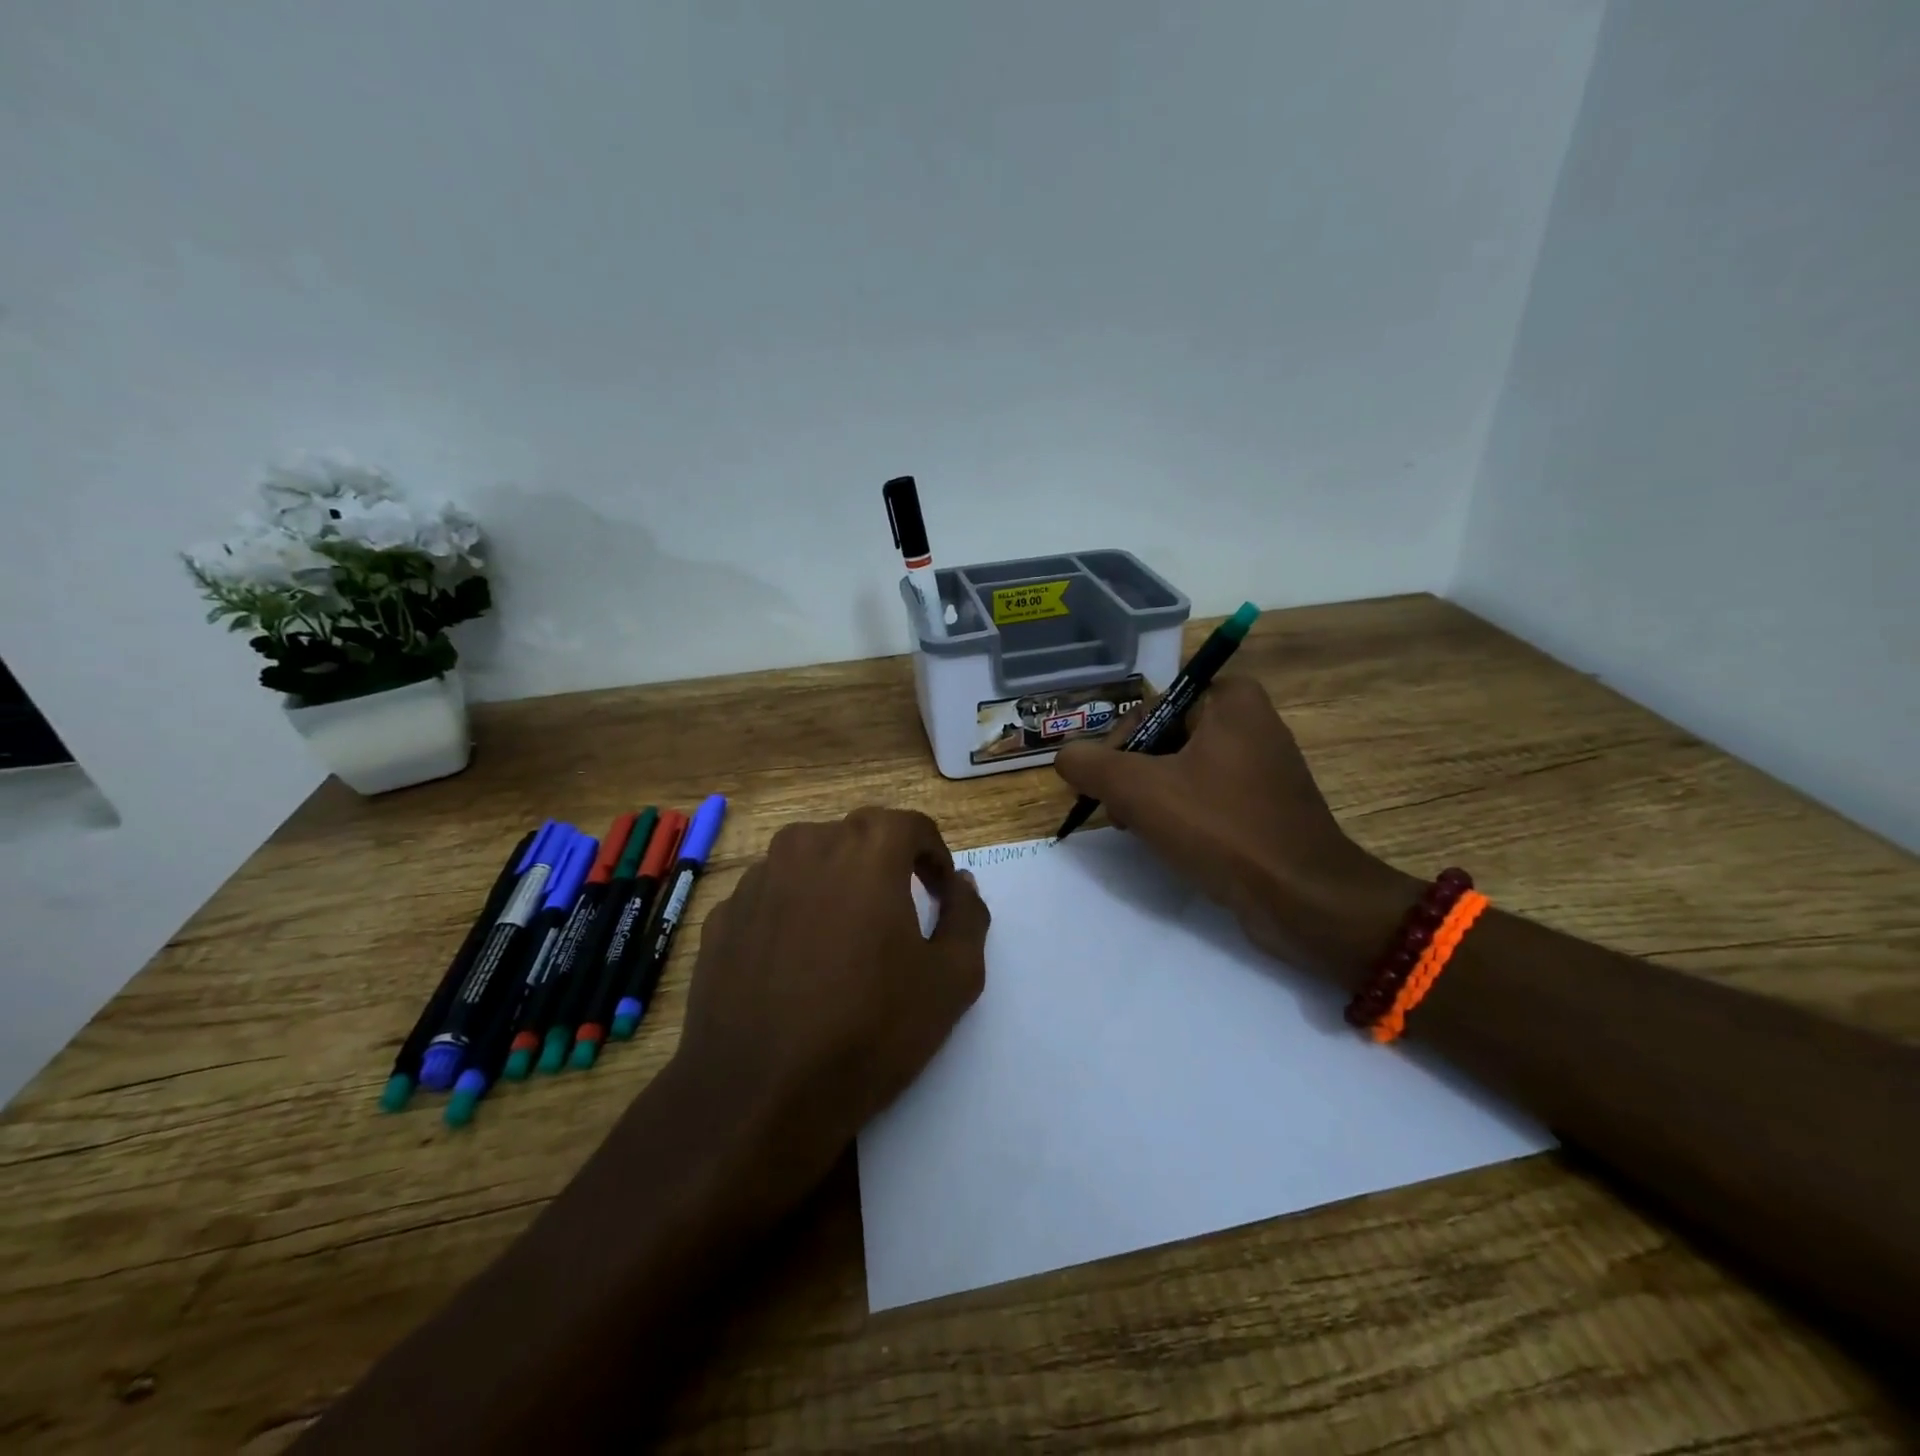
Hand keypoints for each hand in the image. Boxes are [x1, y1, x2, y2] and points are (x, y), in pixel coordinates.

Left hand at [669, 807, 989, 1215]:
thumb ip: (967, 916)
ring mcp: (756, 880)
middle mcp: (806, 846)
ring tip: (844, 939)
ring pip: (808, 862)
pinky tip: (795, 965)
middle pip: (857, 837)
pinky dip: (791, 913)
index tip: (938, 892)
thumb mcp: (952, 979)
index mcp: (866, 850)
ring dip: (834, 885)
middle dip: (884, 864)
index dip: (933, 854)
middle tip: (897, 913)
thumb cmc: (869, 1030)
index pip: (911, 825)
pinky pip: (770, 898)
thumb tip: (961, 884)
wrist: (758, 1094)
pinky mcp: (722, 917)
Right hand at [1054, 676, 1415, 980]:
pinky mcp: (1266, 805)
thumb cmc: (1221, 828)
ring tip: (1141, 832)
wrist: (1303, 898)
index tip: (1107, 786)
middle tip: (1120, 814)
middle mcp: (1250, 723)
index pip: (1149, 708)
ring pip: (1181, 771)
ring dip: (1151, 799)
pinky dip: (1182, 815)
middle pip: (1163, 739)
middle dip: (1133, 777)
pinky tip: (1171, 844)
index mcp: (1230, 700)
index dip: (1119, 746)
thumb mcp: (1139, 790)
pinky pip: (1207, 797)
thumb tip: (1064, 756)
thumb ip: (1090, 765)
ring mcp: (1262, 767)